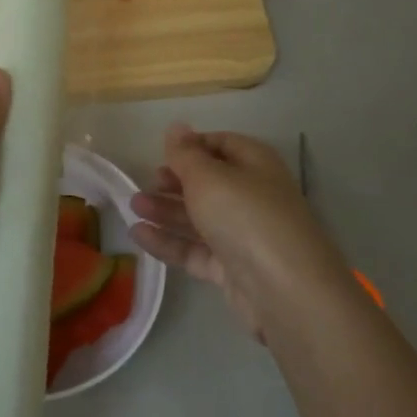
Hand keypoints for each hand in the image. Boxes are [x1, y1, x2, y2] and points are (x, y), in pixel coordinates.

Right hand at [130, 123, 357, 341]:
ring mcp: (243, 234)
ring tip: (133, 207)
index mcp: (255, 164)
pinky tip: (139, 235)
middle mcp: (252, 195)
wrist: (284, 290)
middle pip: (208, 183)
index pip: (221, 144)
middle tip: (145, 183)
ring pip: (199, 217)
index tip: (160, 153)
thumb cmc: (245, 216)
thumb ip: (186, 154)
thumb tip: (176, 127)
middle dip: (175, 182)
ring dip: (166, 210)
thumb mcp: (208, 177)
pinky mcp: (232, 268)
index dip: (191, 146)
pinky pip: (195, 249)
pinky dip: (169, 242)